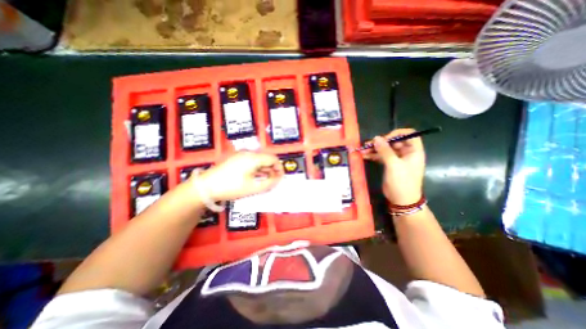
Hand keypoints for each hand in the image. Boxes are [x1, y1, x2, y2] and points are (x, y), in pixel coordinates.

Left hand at [192, 150, 283, 201]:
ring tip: (266, 180)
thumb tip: (277, 179)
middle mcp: (248, 153)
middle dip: (272, 169)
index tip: (281, 178)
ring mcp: (241, 155)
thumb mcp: (253, 187)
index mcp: (253, 157)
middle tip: (274, 181)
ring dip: (265, 169)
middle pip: (266, 158)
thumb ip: (269, 183)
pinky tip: (256, 177)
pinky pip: (251, 161)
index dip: (279, 168)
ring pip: (259, 160)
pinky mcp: (236, 159)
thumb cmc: (231, 187)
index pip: (273, 159)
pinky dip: (257, 168)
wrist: (206, 186)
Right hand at [362, 129, 425, 205]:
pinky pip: (381, 156)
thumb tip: (376, 138)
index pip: (409, 135)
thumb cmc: (402, 182)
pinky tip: (364, 155)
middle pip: (394, 142)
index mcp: (414, 151)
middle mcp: (406, 153)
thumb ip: (385, 151)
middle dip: (381, 142)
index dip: (397, 134)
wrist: (401, 200)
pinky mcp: (389, 165)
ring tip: (363, 150)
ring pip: (385, 149)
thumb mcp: (394, 165)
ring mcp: (397, 159)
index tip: (385, 138)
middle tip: (369, 144)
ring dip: (374, 149)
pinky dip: (373, 155)